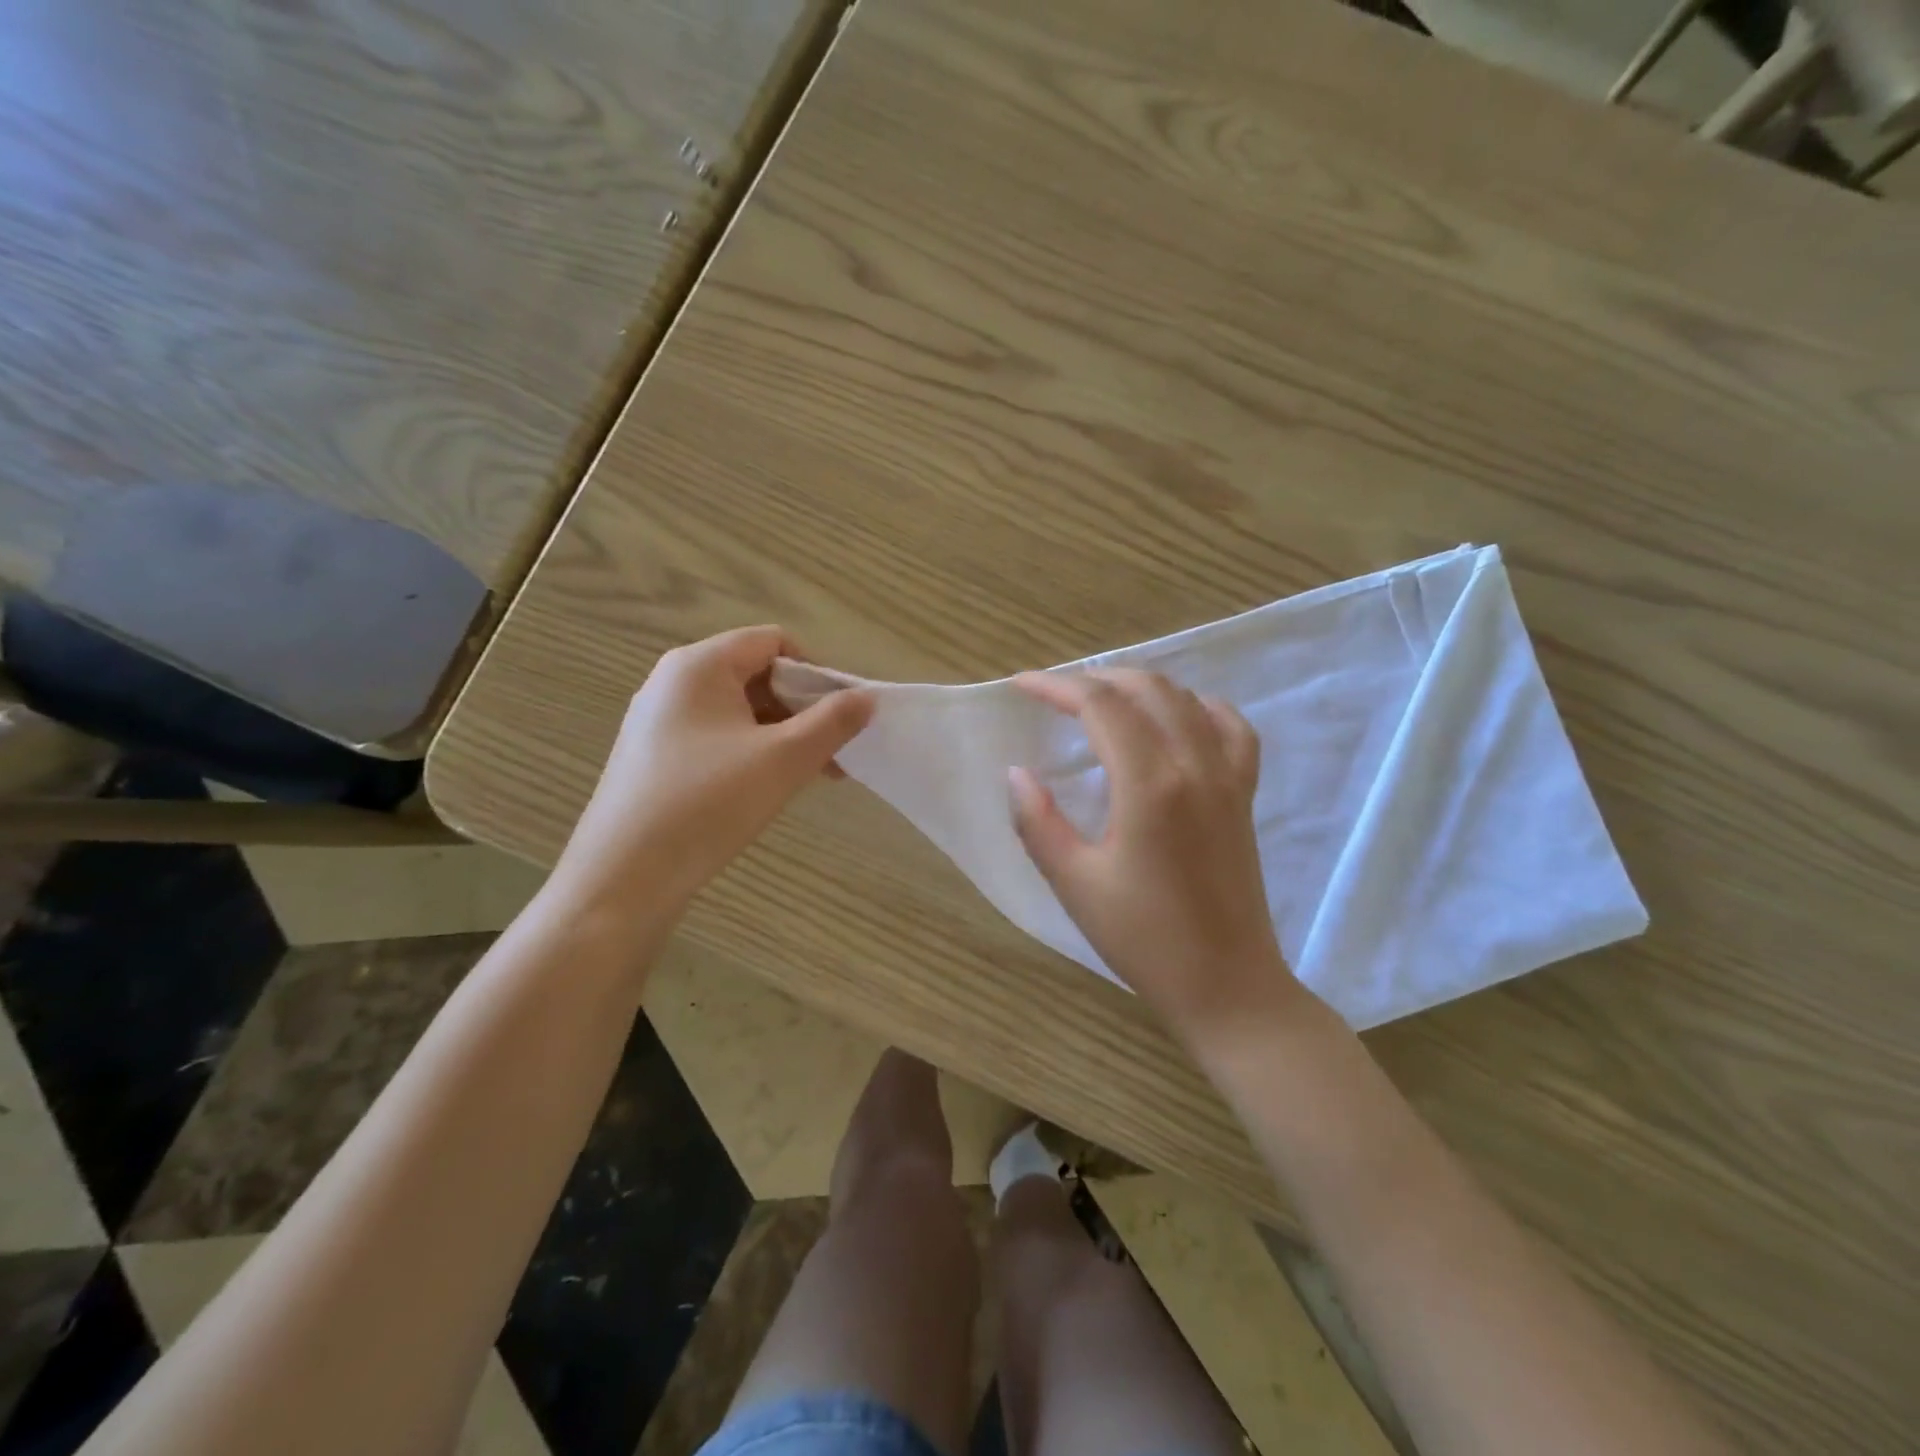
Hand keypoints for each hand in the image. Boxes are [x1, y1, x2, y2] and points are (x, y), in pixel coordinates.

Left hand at [550, 626, 873, 918]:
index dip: (817, 672)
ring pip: (739, 711)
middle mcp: (673, 683)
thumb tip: (867, 697)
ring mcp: (659, 722)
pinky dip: (753, 752)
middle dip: (803, 708)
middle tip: (834, 751)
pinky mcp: (654, 757)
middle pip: (757, 674)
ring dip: (783, 734)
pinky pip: (717, 738)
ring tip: (814, 774)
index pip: (774, 642)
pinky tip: (771, 787)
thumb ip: (832, 722)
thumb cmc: (708, 805)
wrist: (624, 879)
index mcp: (699, 666)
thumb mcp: (783, 759)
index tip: (843, 716)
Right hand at [1009, 668, 1301, 1042]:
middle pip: (1146, 689)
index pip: (1100, 706)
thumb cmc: (1144, 940)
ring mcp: (1227, 777)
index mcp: (1149, 785)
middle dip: (1095, 678)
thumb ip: (1039, 822)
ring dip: (1141, 686)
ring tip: (1103, 700)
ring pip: (1187, 699)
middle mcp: (1194, 765)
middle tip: (1055, 694)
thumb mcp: (1075, 883)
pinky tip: (1180, 717)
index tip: (1020, 685)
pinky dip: (1200, 707)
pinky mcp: (1244, 795)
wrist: (1228, 986)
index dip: (1056, 686)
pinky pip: (1232, 728)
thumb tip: (1018, 773)